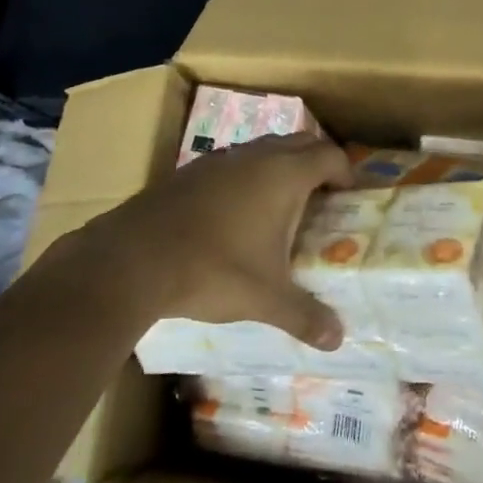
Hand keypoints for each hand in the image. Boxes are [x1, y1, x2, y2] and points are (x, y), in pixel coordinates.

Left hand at [70, 132, 351, 350]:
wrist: (133, 259)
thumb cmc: (213, 269)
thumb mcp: (265, 298)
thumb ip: (304, 315)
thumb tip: (337, 340)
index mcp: (284, 175)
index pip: (329, 155)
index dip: (345, 173)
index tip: (348, 198)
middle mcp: (256, 156)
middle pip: (300, 142)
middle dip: (316, 163)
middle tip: (322, 197)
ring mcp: (220, 158)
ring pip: (264, 148)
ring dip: (280, 166)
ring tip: (281, 205)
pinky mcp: (191, 170)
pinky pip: (234, 161)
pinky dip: (247, 176)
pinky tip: (235, 212)